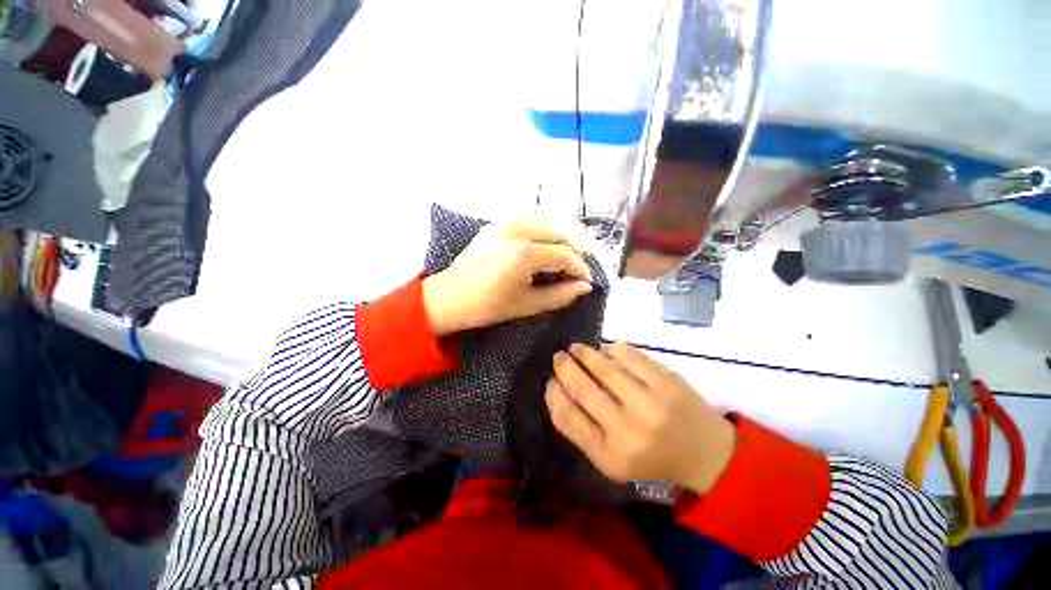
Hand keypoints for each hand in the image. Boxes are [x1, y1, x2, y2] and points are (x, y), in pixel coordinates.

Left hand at [422, 218, 593, 336]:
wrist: (449, 297)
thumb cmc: (486, 306)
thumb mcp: (527, 305)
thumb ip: (560, 295)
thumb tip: (585, 287)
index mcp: (523, 254)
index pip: (564, 255)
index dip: (580, 268)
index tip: (586, 281)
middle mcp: (517, 230)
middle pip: (561, 229)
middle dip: (578, 248)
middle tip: (582, 266)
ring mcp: (505, 222)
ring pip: (548, 220)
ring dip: (564, 235)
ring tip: (570, 255)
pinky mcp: (498, 223)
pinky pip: (532, 219)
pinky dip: (547, 230)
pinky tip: (549, 245)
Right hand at [546, 342, 735, 494]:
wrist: (704, 454)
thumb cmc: (650, 457)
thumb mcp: (610, 458)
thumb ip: (580, 428)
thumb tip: (557, 387)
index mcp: (610, 456)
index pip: (567, 418)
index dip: (553, 394)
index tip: (551, 381)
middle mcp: (628, 431)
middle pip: (583, 389)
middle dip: (565, 367)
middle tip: (559, 356)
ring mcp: (651, 404)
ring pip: (605, 368)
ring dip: (585, 354)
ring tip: (576, 349)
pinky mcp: (668, 383)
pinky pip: (630, 356)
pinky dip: (613, 349)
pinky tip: (608, 351)